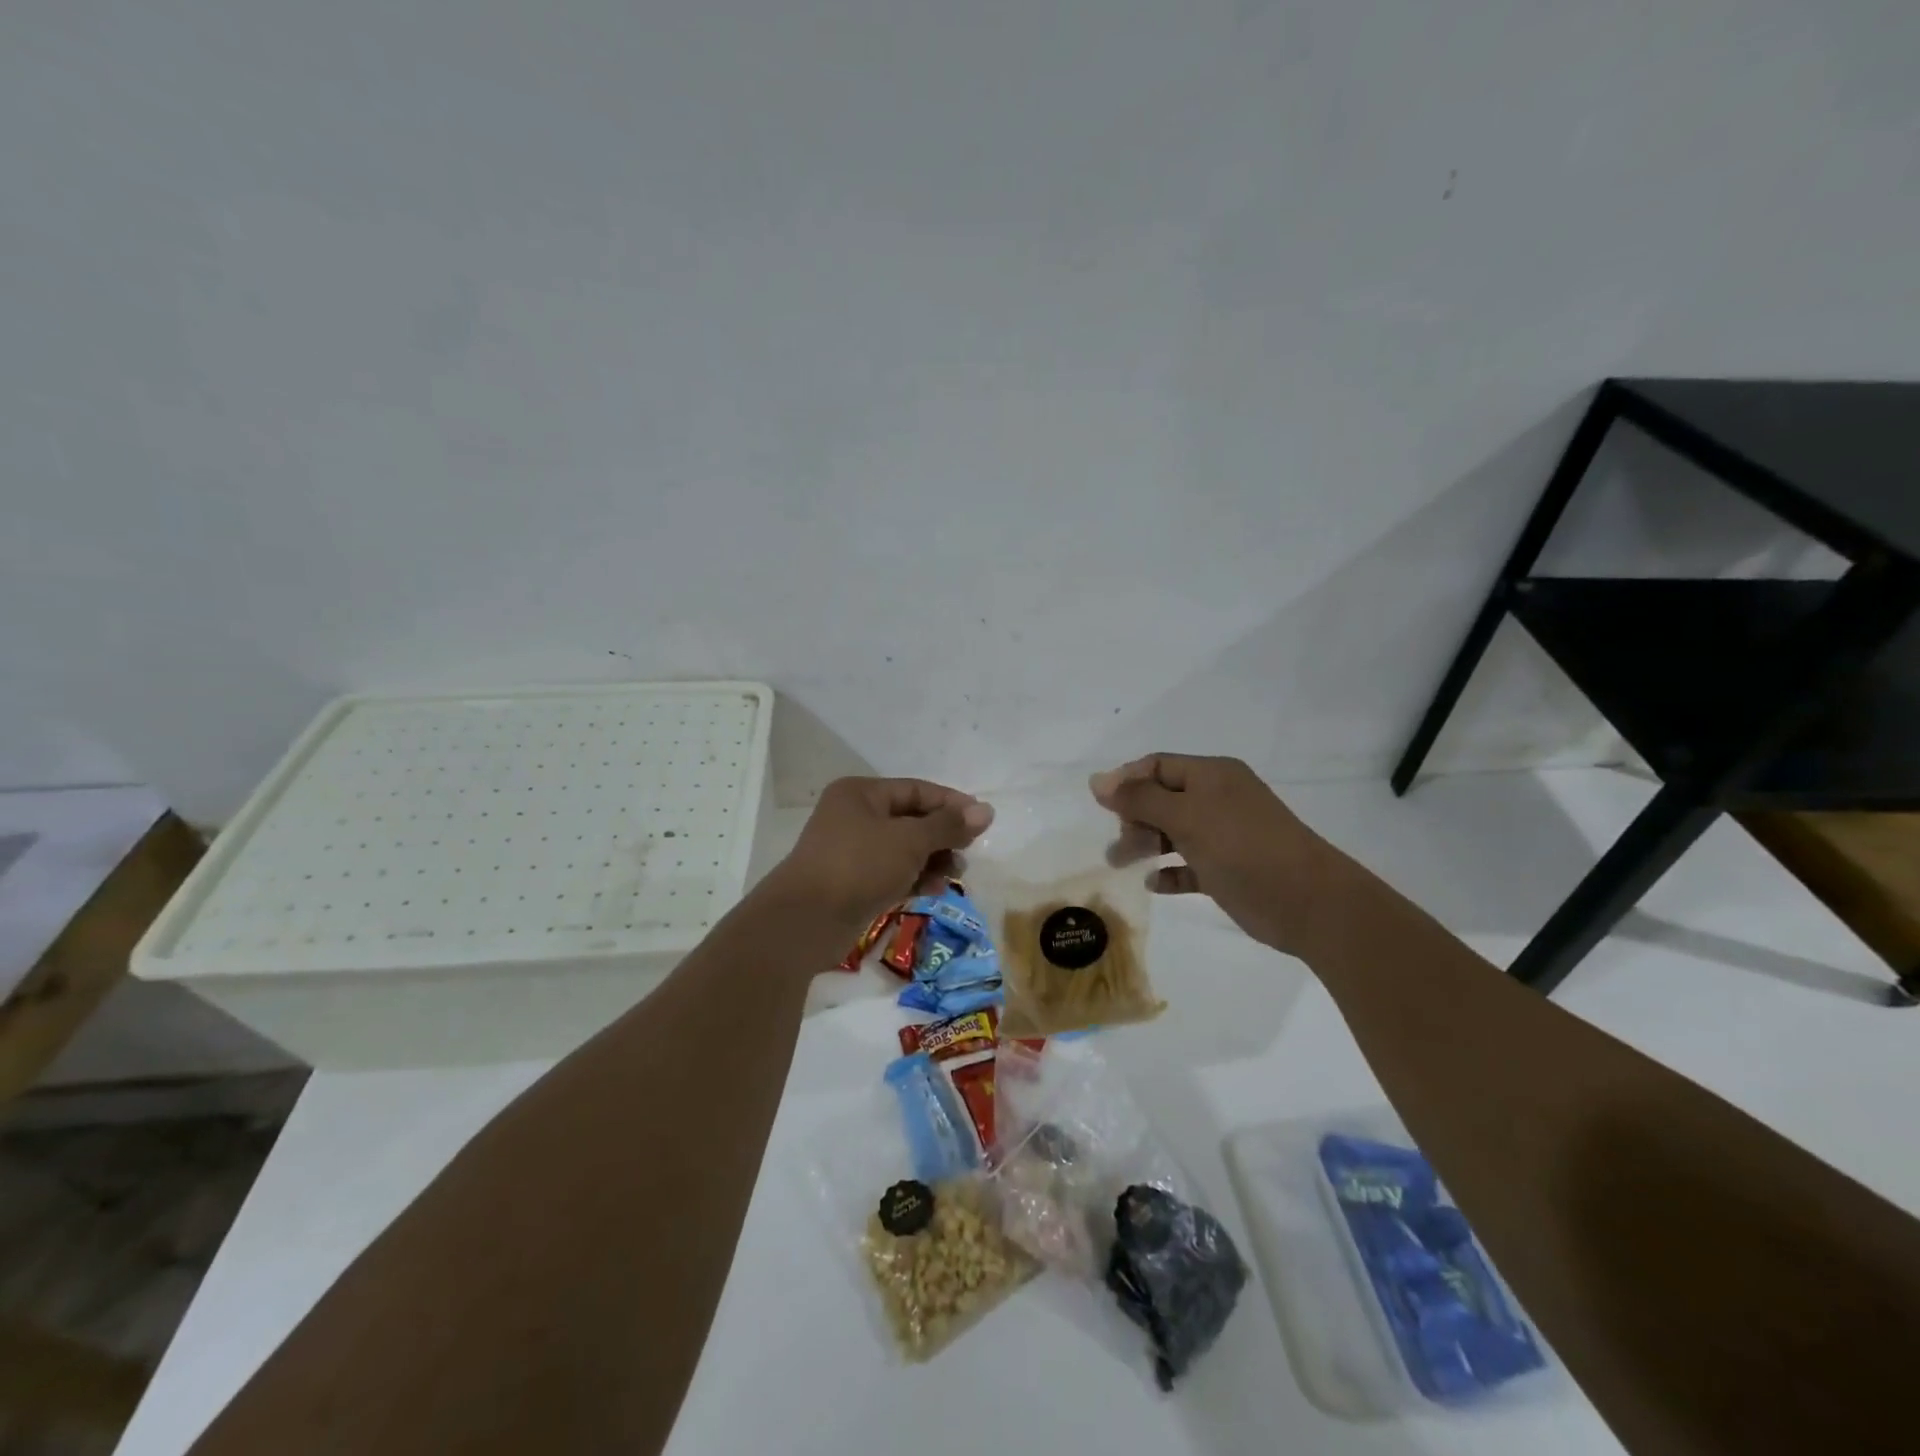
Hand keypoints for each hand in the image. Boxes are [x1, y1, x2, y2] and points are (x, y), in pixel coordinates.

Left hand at [768, 777, 992, 929]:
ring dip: (932, 860)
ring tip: (953, 877)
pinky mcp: (853, 881)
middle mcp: (854, 815)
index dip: (951, 804)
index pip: (917, 790)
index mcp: (862, 793)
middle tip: (967, 855)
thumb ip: (948, 826)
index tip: (982, 822)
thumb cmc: (859, 866)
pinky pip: (892, 872)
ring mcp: (852, 850)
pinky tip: (933, 890)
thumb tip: (986, 811)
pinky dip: (914, 878)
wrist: (806, 921)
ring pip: (904, 849)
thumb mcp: (910, 841)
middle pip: (912, 819)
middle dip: (943, 837)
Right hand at [1091, 754, 1329, 953]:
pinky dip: (1169, 872)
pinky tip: (1155, 883)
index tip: (1100, 805)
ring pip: (1172, 832)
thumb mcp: (1186, 816)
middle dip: (1133, 816)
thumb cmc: (1242, 847)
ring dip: (1145, 844)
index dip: (1126, 780)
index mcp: (1211, 776)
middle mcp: (1217, 800)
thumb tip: (1097, 781)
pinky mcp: (1226, 870)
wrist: (1307, 902)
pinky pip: (1188, 865)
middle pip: (1162, 799)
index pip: (1157, 766)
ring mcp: (1223, 836)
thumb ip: (1139, 798)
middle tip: (1118, 842)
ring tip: (1121, 863)